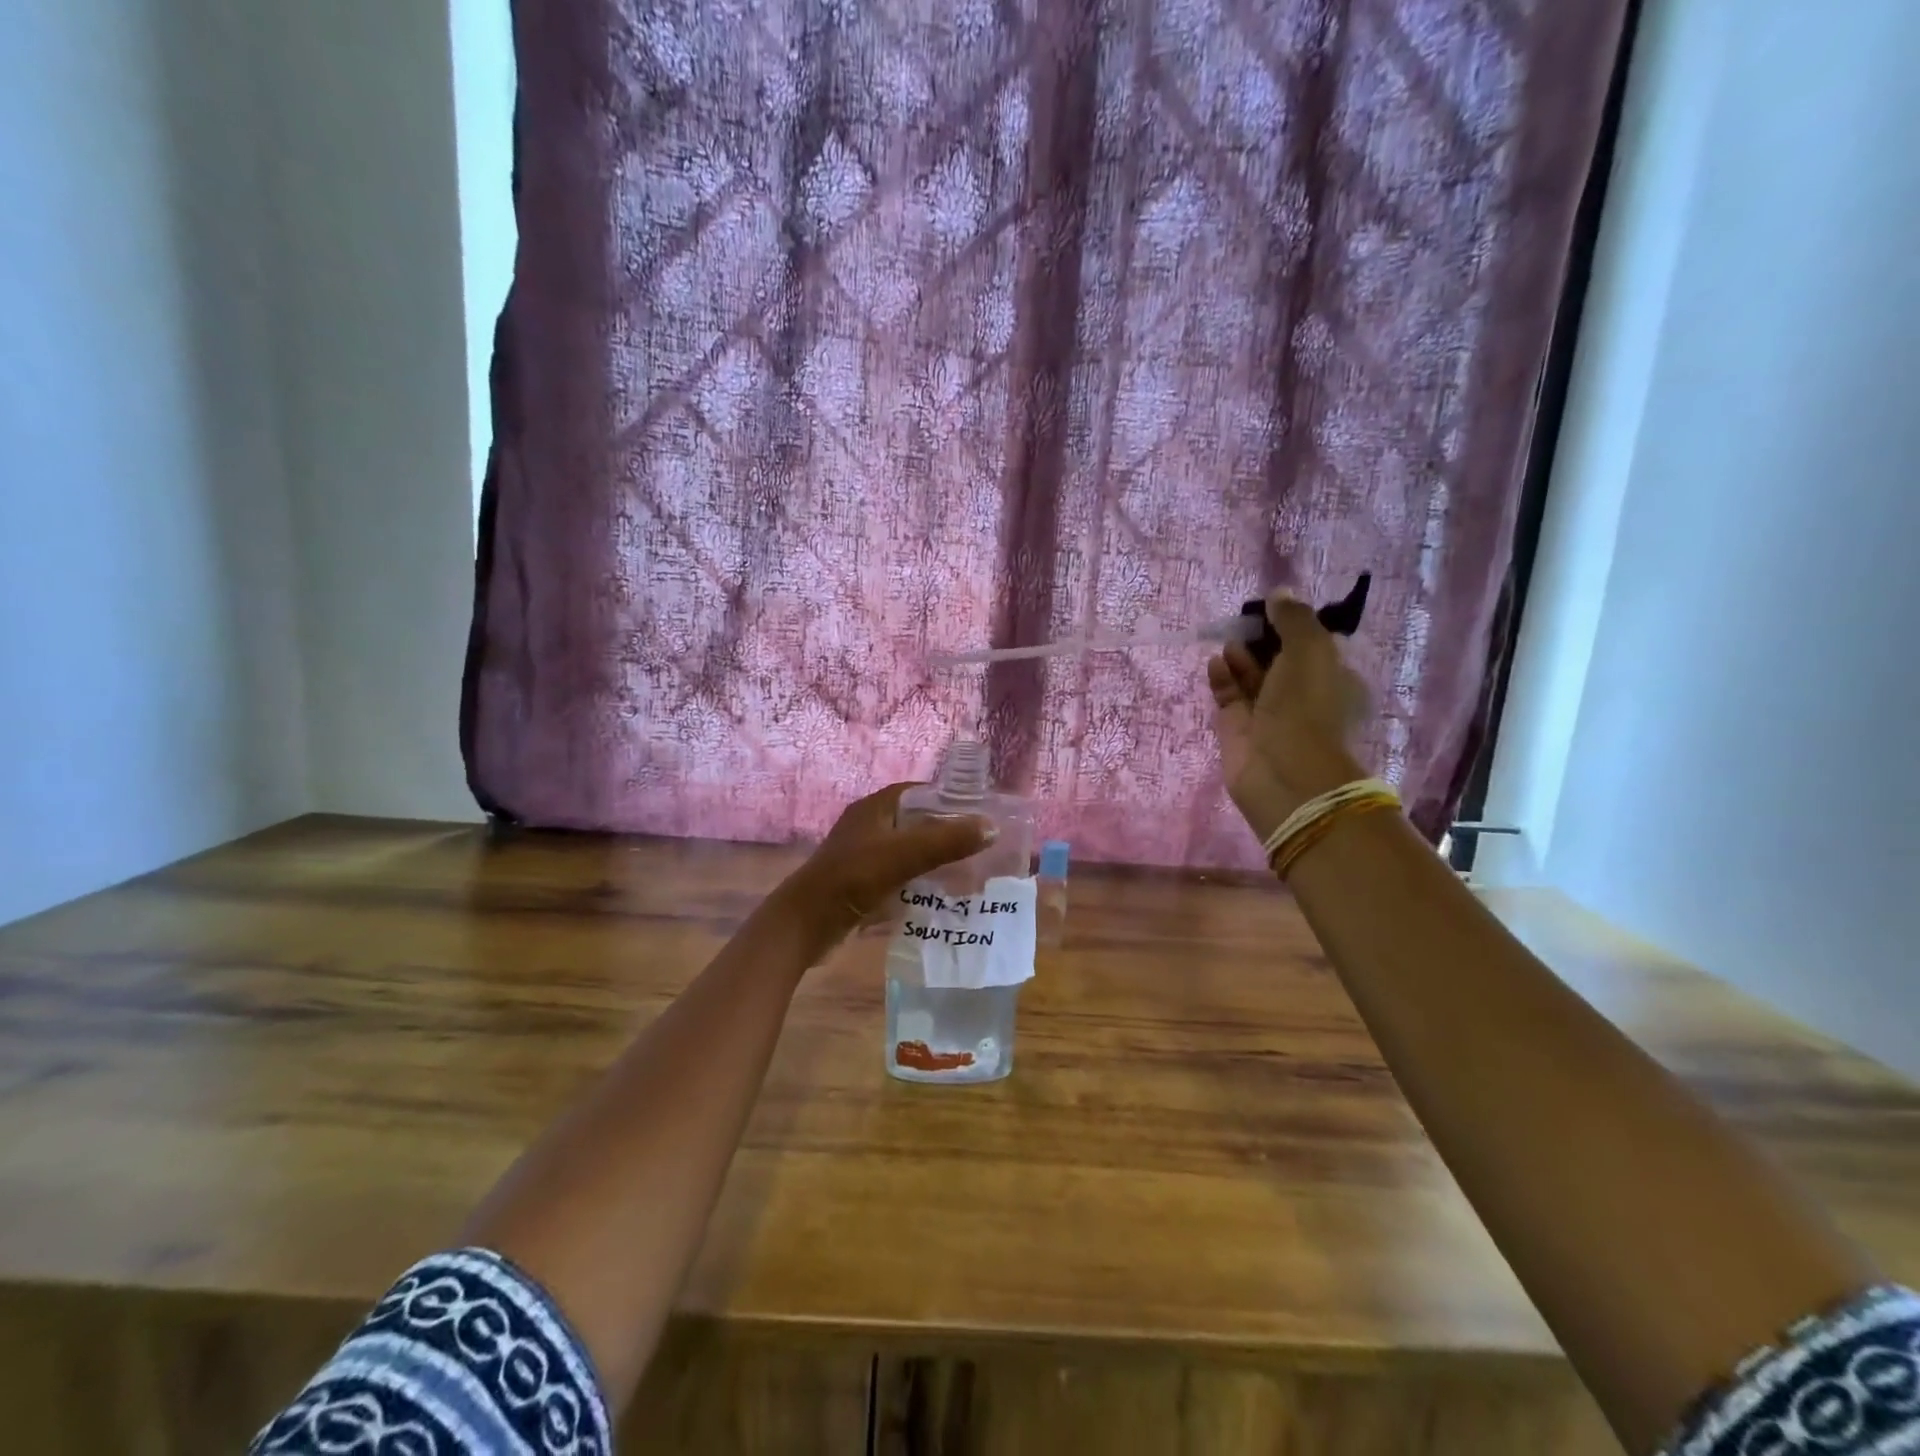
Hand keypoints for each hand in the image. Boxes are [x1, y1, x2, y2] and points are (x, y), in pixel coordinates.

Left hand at [777, 784, 995, 952]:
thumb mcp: (903, 855)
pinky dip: (921, 883)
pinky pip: (901, 877)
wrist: (805, 924)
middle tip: (982, 848)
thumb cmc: (852, 878)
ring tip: (971, 873)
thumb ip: (947, 840)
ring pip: (910, 852)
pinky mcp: (863, 884)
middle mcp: (870, 826)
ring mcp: (864, 856)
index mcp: (875, 808)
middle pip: (918, 823)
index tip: (980, 814)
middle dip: (948, 833)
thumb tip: (992, 827)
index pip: (920, 792)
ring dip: (936, 861)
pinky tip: (943, 897)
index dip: (950, 799)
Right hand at [1206, 593, 1369, 842]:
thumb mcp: (1310, 650)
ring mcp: (1267, 713)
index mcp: (1330, 678)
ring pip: (1251, 676)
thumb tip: (1278, 594)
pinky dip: (1222, 676)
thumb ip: (1294, 618)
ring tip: (1228, 640)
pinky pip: (1228, 694)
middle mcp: (1300, 694)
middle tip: (1243, 620)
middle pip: (1278, 658)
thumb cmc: (1305, 706)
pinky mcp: (1237, 727)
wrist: (1283, 771)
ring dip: (1240, 655)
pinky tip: (1216, 662)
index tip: (1272, 606)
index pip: (1311, 644)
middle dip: (1261, 638)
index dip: (1291, 624)